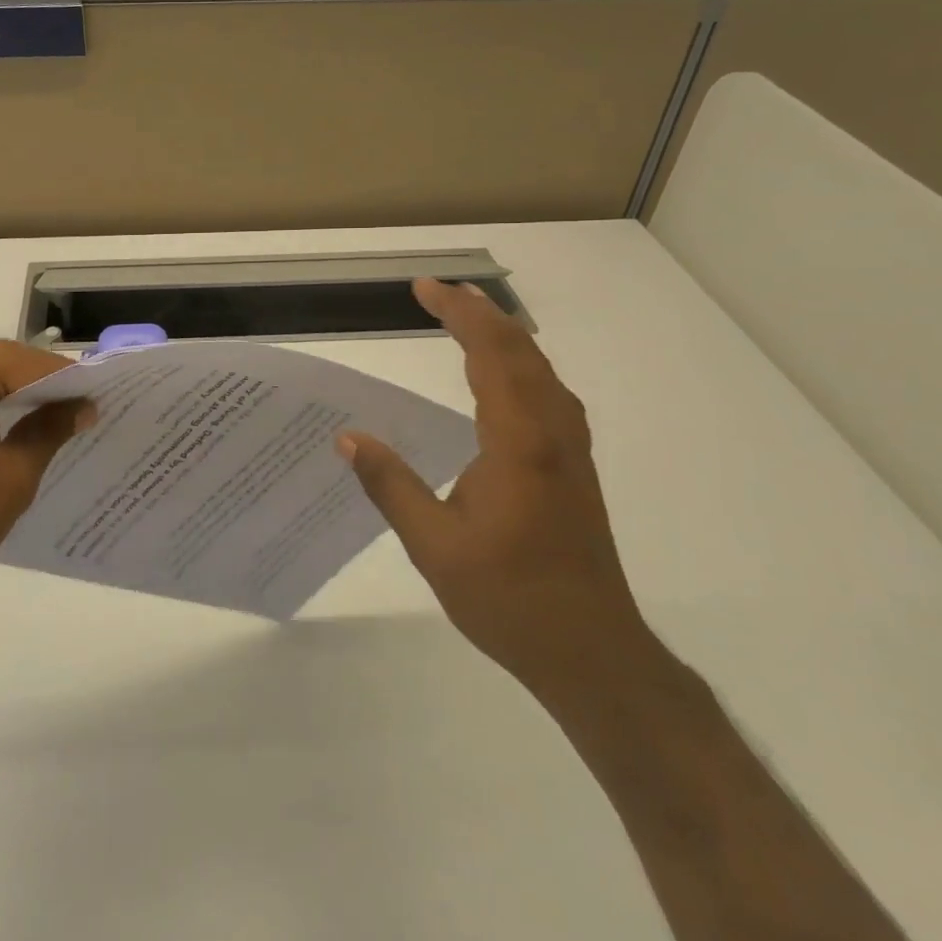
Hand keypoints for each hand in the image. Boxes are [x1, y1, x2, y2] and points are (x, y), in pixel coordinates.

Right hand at [337, 278, 650, 697]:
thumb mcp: (435, 546)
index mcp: (519, 442)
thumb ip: (391, 485)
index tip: (423, 288)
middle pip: (521, 350)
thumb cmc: (510, 598)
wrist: (593, 652)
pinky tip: (503, 377)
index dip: (458, 313)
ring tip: (467, 317)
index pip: (490, 354)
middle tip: (437, 291)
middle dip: (479, 312)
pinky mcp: (575, 467)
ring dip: (504, 334)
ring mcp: (570, 450)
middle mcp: (551, 433)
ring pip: (541, 369)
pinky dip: (520, 363)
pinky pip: (548, 392)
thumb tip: (348, 438)